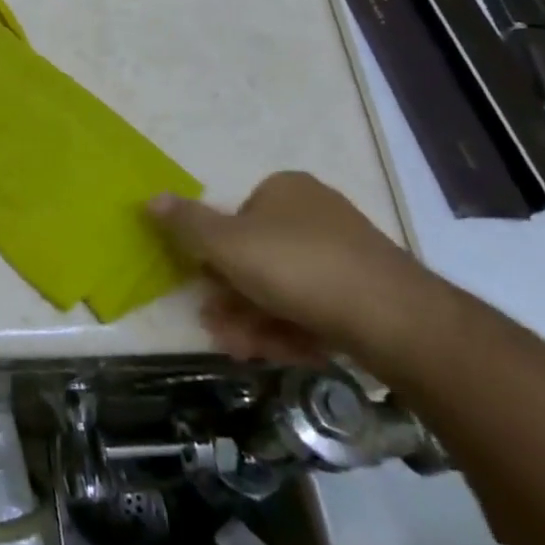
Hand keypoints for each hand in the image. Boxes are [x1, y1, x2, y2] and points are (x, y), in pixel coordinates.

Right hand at [149, 171, 431, 364]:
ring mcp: (348, 256)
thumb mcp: (226, 244)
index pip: (236, 218)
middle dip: (234, 298)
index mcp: (285, 190)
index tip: (203, 289)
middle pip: (259, 257)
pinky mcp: (371, 296)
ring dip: (256, 320)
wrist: (395, 319)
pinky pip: (319, 309)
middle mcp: (317, 214)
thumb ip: (186, 224)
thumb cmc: (297, 267)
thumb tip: (150, 198)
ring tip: (241, 350)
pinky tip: (281, 355)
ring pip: (287, 288)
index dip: (216, 256)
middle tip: (218, 329)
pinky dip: (294, 330)